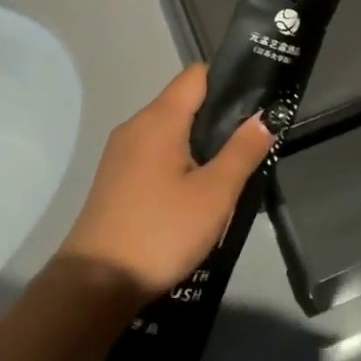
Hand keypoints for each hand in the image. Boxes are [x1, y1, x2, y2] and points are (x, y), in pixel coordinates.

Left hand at [59, 65, 274, 303]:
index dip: (229, 80)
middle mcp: (136, 126)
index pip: (197, 75)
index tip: (258, 100)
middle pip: (184, 102)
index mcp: (159, 119)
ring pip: (170, 131)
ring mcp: (121, 153)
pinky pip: (156, 154)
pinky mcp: (116, 179)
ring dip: (200, 143)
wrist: (95, 285)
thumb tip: (265, 115)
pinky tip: (197, 192)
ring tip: (230, 170)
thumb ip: (243, 150)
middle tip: (253, 141)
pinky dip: (180, 161)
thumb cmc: (161, 231)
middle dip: (219, 117)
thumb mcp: (215, 193)